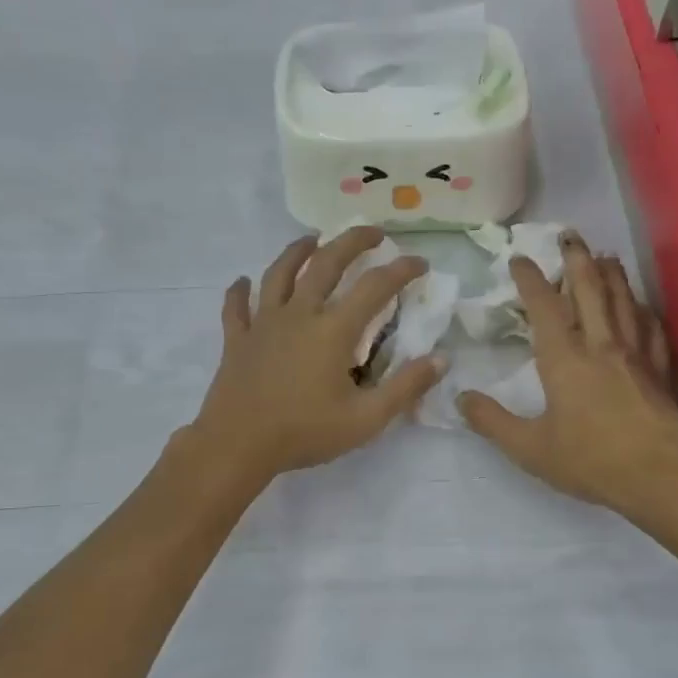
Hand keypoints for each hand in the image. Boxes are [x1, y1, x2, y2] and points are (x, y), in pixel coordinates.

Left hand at [188, 229, 443, 483]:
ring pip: (279, 273)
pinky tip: (242, 281)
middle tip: (372, 231)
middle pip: (326, 263)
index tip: (420, 262)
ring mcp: (263, 324)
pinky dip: (239, 291)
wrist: (237, 446)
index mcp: (333, 330)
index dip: (401, 270)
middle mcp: (298, 314)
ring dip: (297, 251)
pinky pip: (236, 306)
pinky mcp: (237, 339)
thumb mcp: (366, 419)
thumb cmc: (305, 433)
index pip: (375, 287)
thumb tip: (441, 359)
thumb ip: (406, 387)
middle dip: (352, 241)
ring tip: (312, 238)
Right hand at [458, 235, 677, 516]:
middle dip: (577, 259)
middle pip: (590, 289)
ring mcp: (635, 354)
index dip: (530, 279)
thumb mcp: (529, 448)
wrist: (659, 476)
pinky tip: (641, 305)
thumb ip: (492, 422)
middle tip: (569, 235)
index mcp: (564, 358)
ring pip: (623, 300)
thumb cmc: (590, 460)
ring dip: (612, 274)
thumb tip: (460, 398)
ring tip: (605, 255)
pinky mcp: (659, 369)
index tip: (520, 258)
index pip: (544, 307)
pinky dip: (643, 309)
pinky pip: (651, 328)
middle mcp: (601, 344)